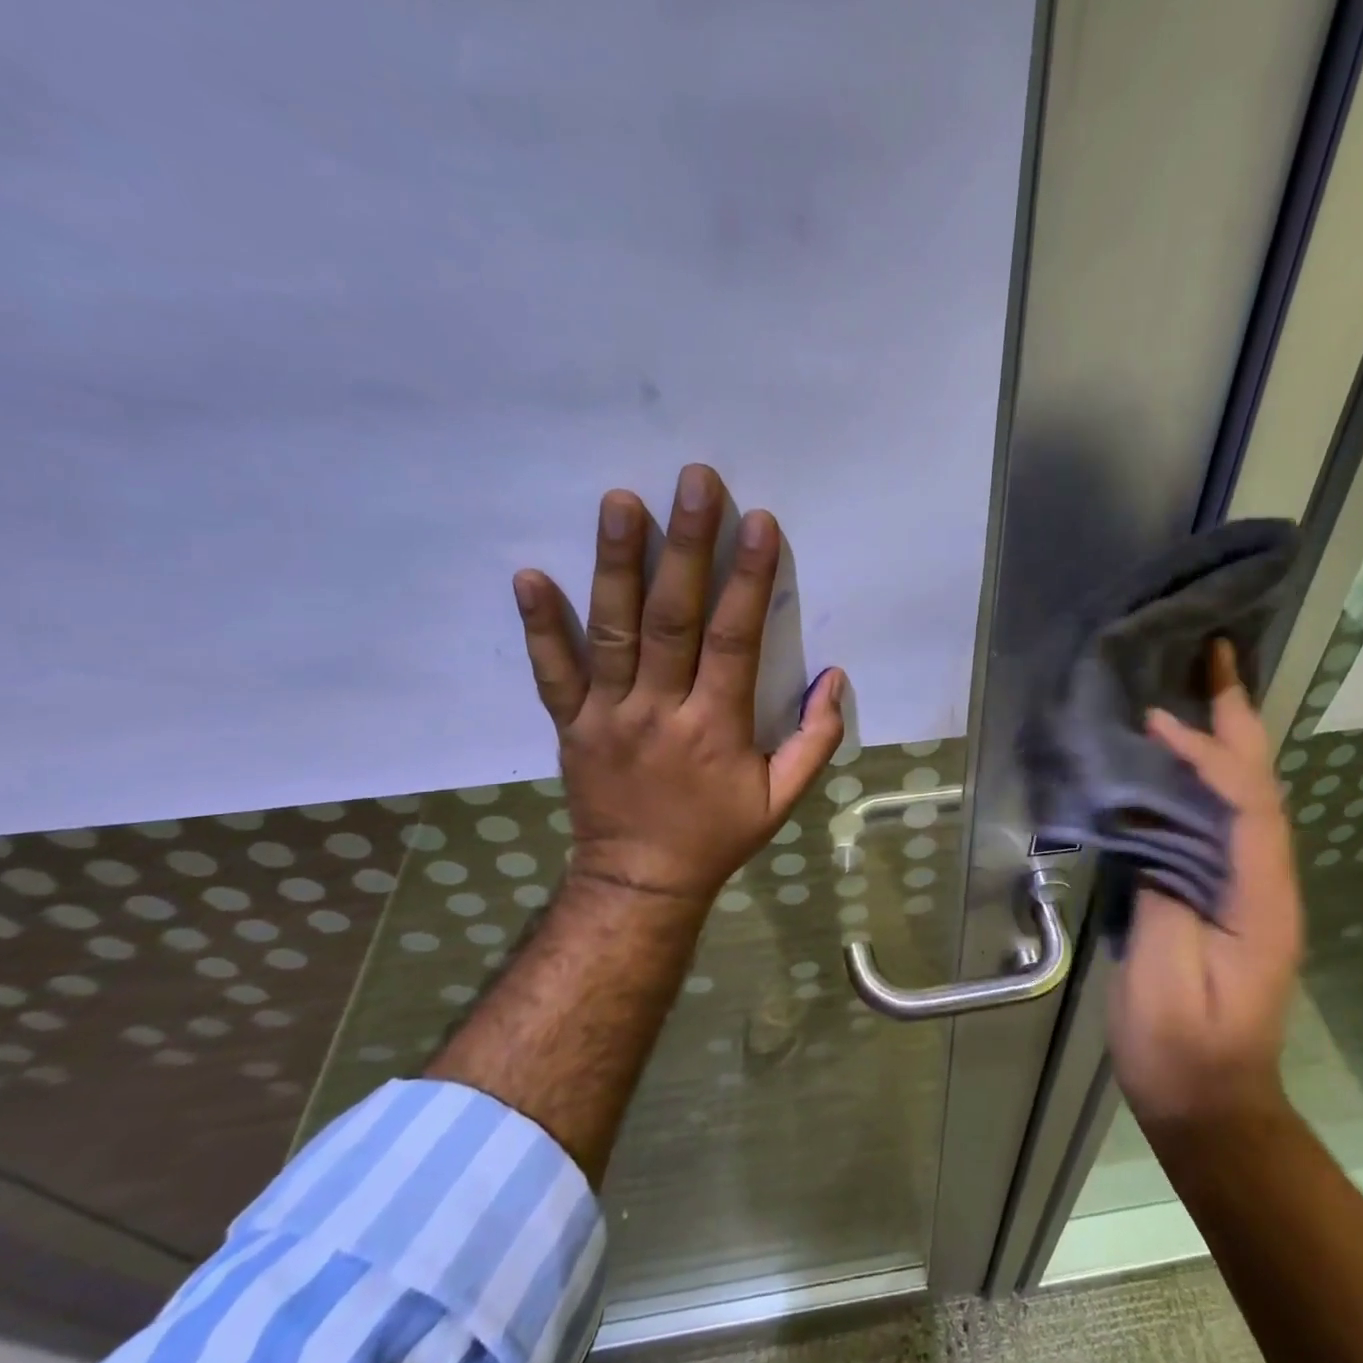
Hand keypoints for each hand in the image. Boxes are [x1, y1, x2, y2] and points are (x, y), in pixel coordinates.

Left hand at [510, 463, 846, 915]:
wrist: (640, 880)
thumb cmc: (717, 835)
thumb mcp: (783, 799)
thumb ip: (815, 740)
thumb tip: (834, 678)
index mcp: (716, 727)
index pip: (734, 641)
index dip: (748, 580)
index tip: (758, 523)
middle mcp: (659, 711)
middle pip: (672, 619)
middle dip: (685, 546)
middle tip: (693, 482)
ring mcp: (607, 714)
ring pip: (612, 630)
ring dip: (615, 563)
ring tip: (619, 501)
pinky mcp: (571, 724)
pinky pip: (552, 671)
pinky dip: (540, 625)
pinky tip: (529, 576)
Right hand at [1108, 640, 1303, 1131]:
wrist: (1210, 1105)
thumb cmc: (1182, 1050)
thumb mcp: (1163, 978)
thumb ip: (1161, 895)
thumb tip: (1150, 828)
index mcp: (1260, 902)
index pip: (1246, 808)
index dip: (1208, 756)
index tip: (1161, 721)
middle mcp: (1266, 883)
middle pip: (1260, 786)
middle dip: (1239, 719)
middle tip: (1218, 656)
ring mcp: (1249, 887)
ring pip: (1245, 797)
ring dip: (1226, 737)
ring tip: (1198, 686)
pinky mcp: (1224, 893)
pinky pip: (1220, 819)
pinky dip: (1204, 775)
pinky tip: (1176, 757)